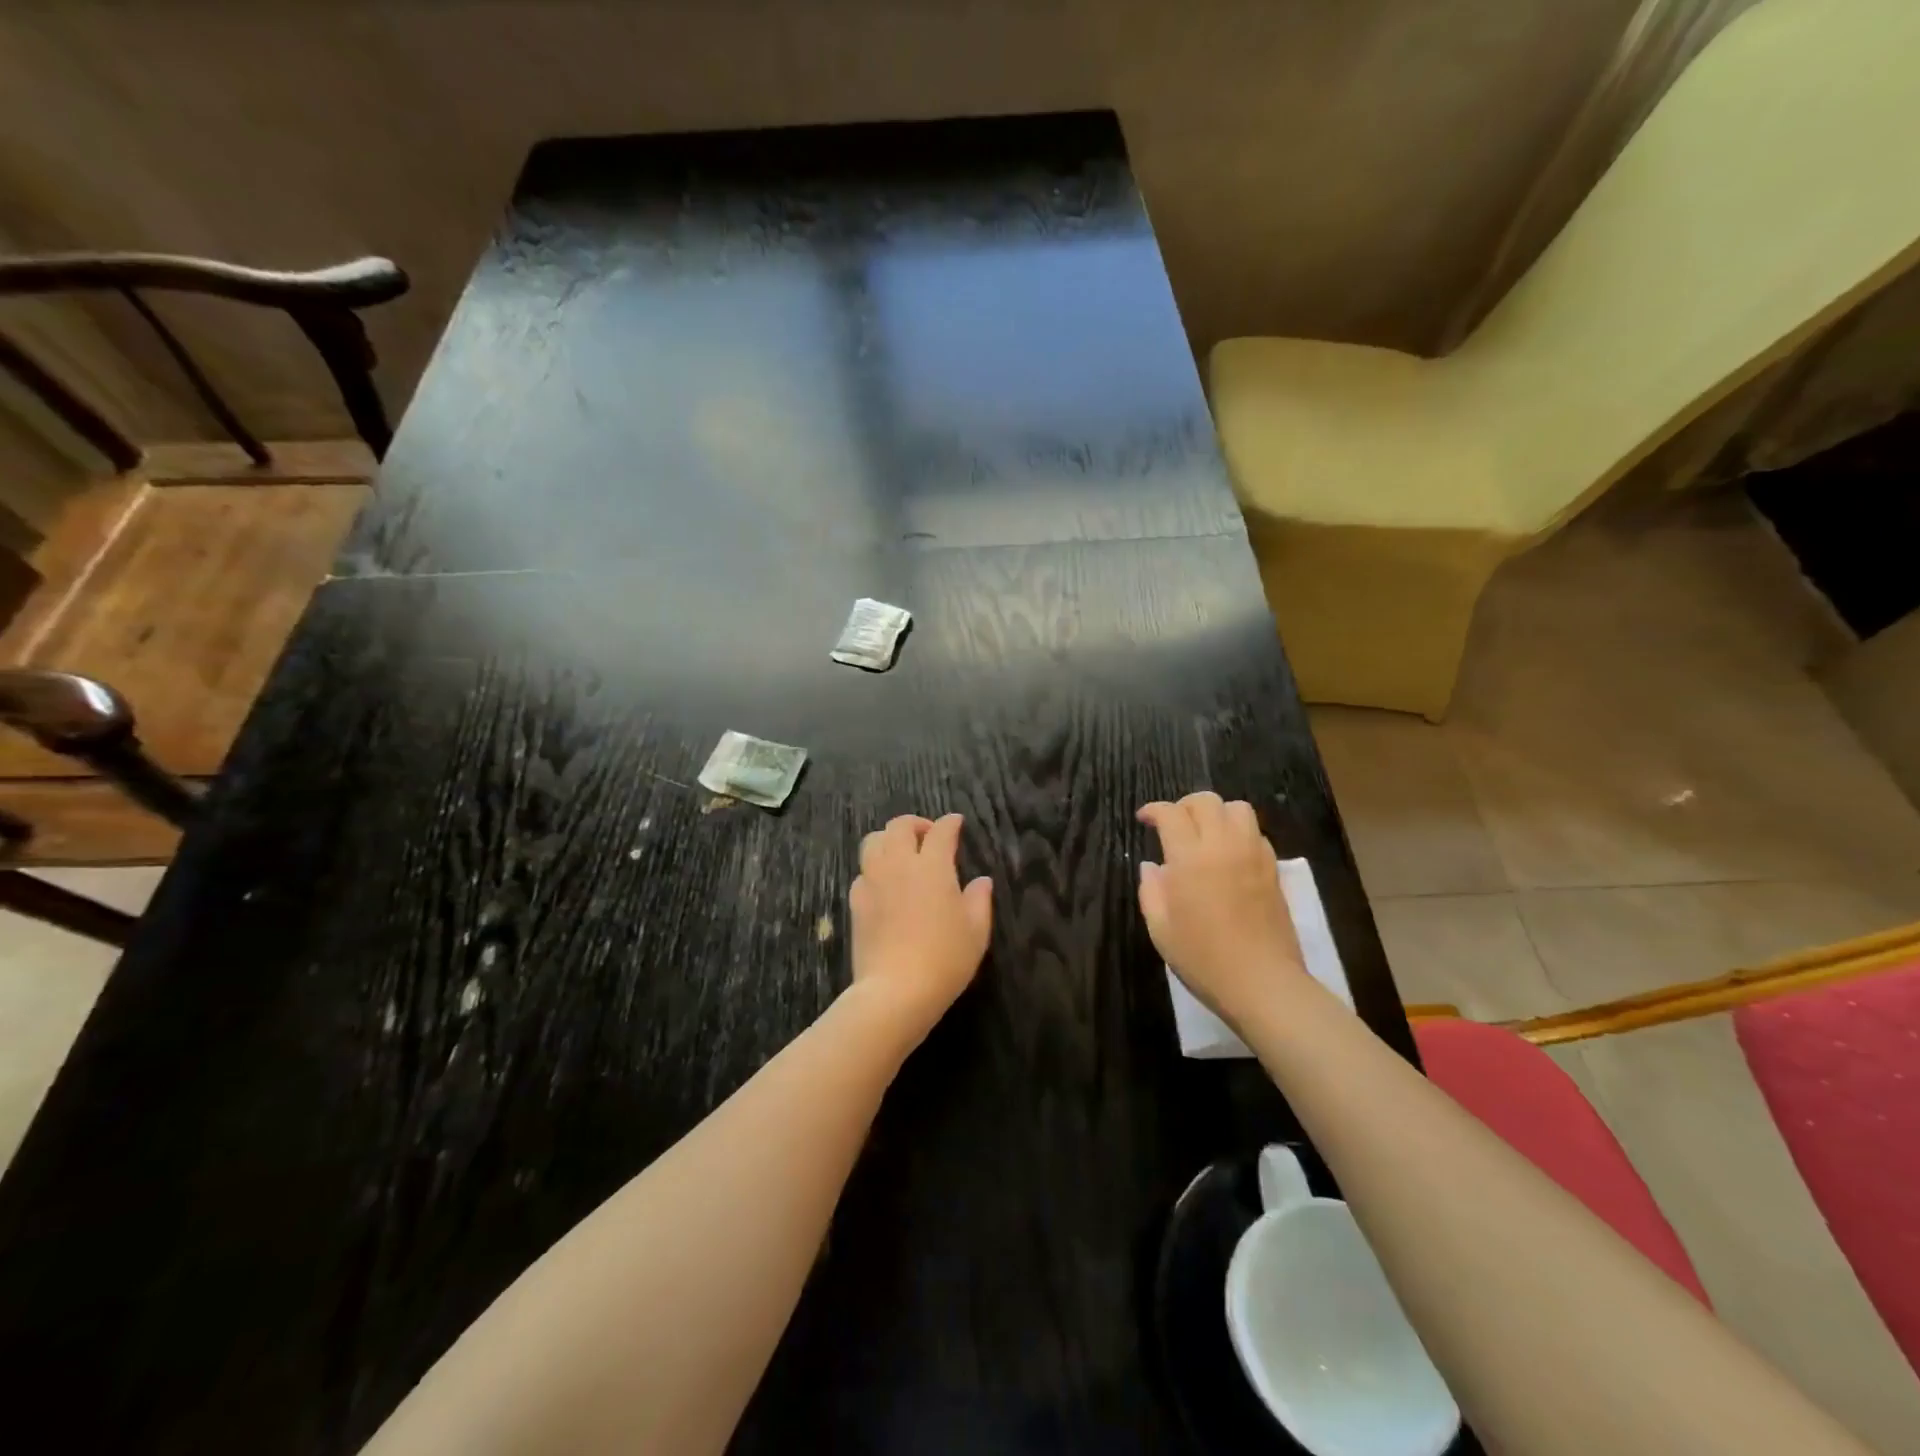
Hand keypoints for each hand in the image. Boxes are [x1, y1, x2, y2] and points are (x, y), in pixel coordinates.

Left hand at [847, 813, 992, 1048]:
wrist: (895, 990)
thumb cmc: (945, 959)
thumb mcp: (976, 931)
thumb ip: (980, 900)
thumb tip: (982, 881)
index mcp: (933, 866)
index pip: (941, 831)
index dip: (950, 823)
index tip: (956, 823)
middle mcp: (899, 864)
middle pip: (899, 826)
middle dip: (915, 824)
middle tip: (928, 836)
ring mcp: (873, 881)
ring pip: (873, 841)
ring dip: (889, 839)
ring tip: (901, 853)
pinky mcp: (855, 901)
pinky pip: (862, 871)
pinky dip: (874, 868)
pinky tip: (884, 884)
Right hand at [1137, 793, 1304, 1029]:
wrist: (1262, 983)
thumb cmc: (1203, 958)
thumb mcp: (1160, 928)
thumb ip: (1152, 890)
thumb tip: (1152, 867)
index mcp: (1190, 858)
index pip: (1171, 814)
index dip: (1154, 810)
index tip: (1144, 819)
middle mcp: (1223, 846)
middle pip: (1206, 801)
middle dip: (1184, 806)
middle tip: (1173, 824)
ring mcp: (1253, 855)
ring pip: (1237, 808)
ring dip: (1216, 812)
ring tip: (1204, 833)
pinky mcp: (1273, 869)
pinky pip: (1255, 832)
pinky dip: (1238, 831)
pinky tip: (1228, 854)